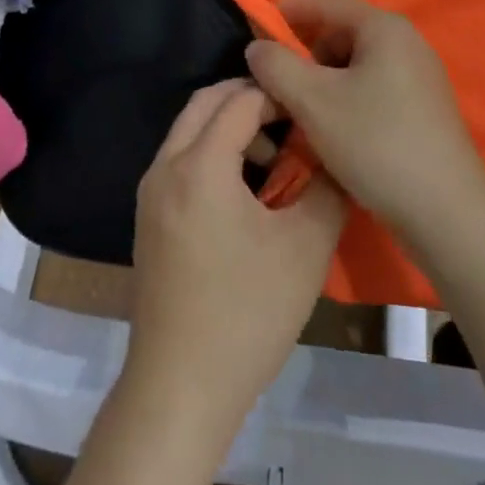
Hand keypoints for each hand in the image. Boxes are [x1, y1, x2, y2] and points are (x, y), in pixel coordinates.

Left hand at [127, 79, 347, 426]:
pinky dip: (211, 152)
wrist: (180, 388)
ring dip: (229, 127)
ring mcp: (150, 192)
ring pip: (190, 130)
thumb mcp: (305, 248)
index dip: (279, 96)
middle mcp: (166, 166)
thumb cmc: (247, 313)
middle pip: (206, 103)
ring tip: (273, 160)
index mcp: (200, 164)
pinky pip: (181, 159)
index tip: (312, 109)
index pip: (241, 100)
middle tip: (291, 119)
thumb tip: (336, 153)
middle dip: (249, 99)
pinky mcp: (148, 217)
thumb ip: (327, 188)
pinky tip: (244, 191)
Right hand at [245, 0, 484, 250]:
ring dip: (323, 82)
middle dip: (304, 55)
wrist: (448, 214)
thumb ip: (276, 66)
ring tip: (302, 115)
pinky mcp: (424, 109)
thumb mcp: (313, 101)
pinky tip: (334, 133)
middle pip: (340, 33)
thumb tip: (257, 47)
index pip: (324, 2)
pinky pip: (373, 88)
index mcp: (384, 27)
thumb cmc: (376, 143)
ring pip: (355, 65)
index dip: (285, 13)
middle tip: (277, 84)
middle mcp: (407, 42)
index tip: (253, 32)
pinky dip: (346, 99)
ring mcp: (419, 76)